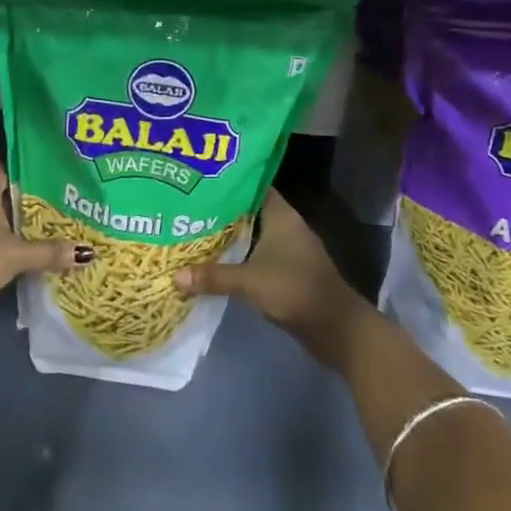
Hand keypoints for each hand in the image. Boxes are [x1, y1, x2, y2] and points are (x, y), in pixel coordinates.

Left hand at [0, 162, 86, 330]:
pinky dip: (1, 245)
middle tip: (57, 202)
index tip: (49, 171)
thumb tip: (86, 253)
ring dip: (13, 224)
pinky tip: (20, 255)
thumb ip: (49, 252)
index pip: (3, 166)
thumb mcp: (17, 255)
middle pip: (1, 193)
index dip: (25, 166)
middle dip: (26, 199)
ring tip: (45, 229)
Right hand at [174, 189, 371, 369]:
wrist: (336, 328)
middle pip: (248, 211)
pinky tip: (216, 262)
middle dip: (221, 211)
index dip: (227, 183)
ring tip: (193, 232)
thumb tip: (174, 276)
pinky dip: (239, 257)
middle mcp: (286, 226)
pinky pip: (257, 255)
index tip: (199, 182)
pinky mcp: (288, 271)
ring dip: (229, 236)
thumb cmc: (295, 289)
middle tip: (187, 208)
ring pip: (252, 235)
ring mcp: (289, 249)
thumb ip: (213, 276)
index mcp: (281, 215)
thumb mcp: (249, 281)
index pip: (251, 186)